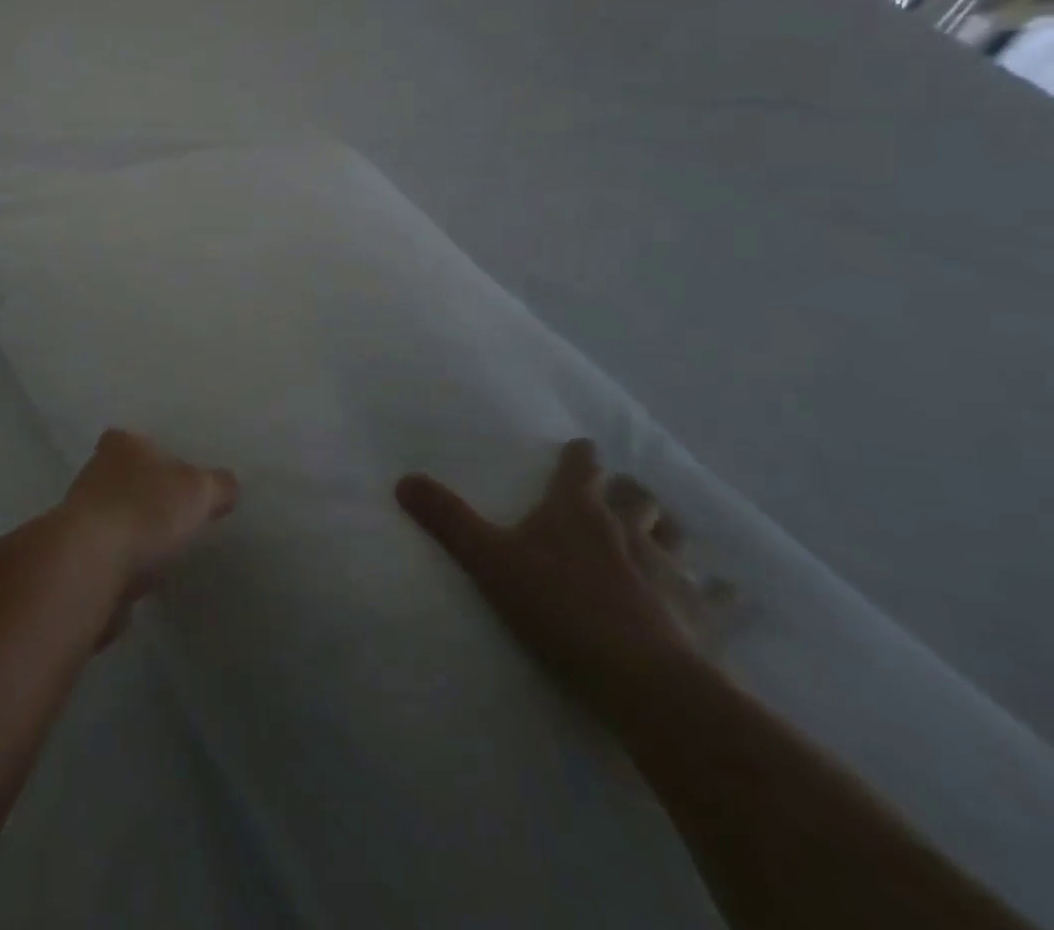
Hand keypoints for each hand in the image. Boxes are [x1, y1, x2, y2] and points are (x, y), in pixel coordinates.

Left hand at [56, 430, 238, 632]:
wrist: (90, 565)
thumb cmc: (145, 510)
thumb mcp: (198, 491)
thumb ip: (217, 485)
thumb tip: (228, 486)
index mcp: (120, 444)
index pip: (140, 441)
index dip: (162, 458)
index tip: (183, 480)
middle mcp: (94, 471)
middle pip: (128, 479)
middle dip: (149, 496)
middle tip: (180, 515)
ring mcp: (81, 514)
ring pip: (118, 517)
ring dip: (136, 531)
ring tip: (167, 549)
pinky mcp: (77, 555)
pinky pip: (111, 554)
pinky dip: (126, 562)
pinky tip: (145, 577)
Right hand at [397, 439, 727, 721]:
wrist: (642, 680)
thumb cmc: (557, 607)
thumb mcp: (487, 560)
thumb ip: (446, 519)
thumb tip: (403, 480)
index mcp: (577, 511)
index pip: (582, 468)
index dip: (581, 457)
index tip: (583, 448)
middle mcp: (627, 529)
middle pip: (636, 496)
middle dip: (626, 489)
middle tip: (617, 491)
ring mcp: (670, 570)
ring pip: (676, 533)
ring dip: (666, 526)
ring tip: (660, 528)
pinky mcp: (702, 614)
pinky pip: (719, 595)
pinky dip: (719, 590)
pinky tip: (725, 592)